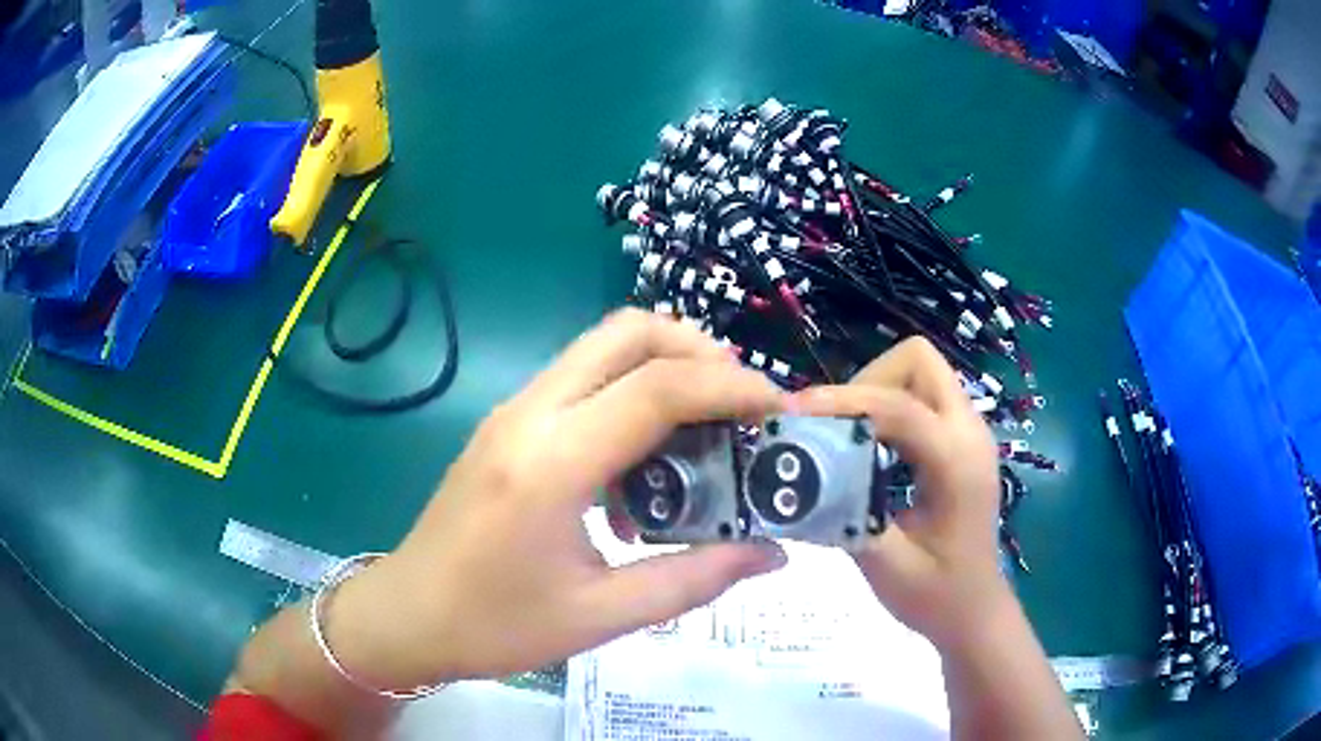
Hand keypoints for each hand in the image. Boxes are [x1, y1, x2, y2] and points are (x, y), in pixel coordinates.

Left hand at [329, 309, 788, 690]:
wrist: (407, 615)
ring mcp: (512, 412)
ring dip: (663, 367)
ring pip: (601, 348)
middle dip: (697, 350)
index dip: (731, 387)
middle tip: (742, 403)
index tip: (777, 408)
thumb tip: (771, 552)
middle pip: (626, 333)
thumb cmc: (495, 625)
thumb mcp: (601, 616)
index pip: (658, 388)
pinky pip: (581, 379)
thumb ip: (694, 580)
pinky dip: (629, 391)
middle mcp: (530, 414)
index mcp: (552, 461)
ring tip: (707, 427)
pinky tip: (645, 461)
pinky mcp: (506, 424)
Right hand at [792, 337, 1007, 648]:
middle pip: (919, 362)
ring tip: (843, 434)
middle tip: (831, 425)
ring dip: (876, 390)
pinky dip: (888, 406)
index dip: (843, 402)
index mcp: (958, 464)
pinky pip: (922, 396)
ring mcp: (970, 432)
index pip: (901, 407)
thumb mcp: (887, 567)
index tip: (792, 413)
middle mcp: (970, 433)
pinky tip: (867, 446)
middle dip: (867, 381)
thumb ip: (844, 518)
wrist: (976, 611)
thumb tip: (794, 479)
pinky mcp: (961, 440)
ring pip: (920, 372)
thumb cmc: (937, 597)